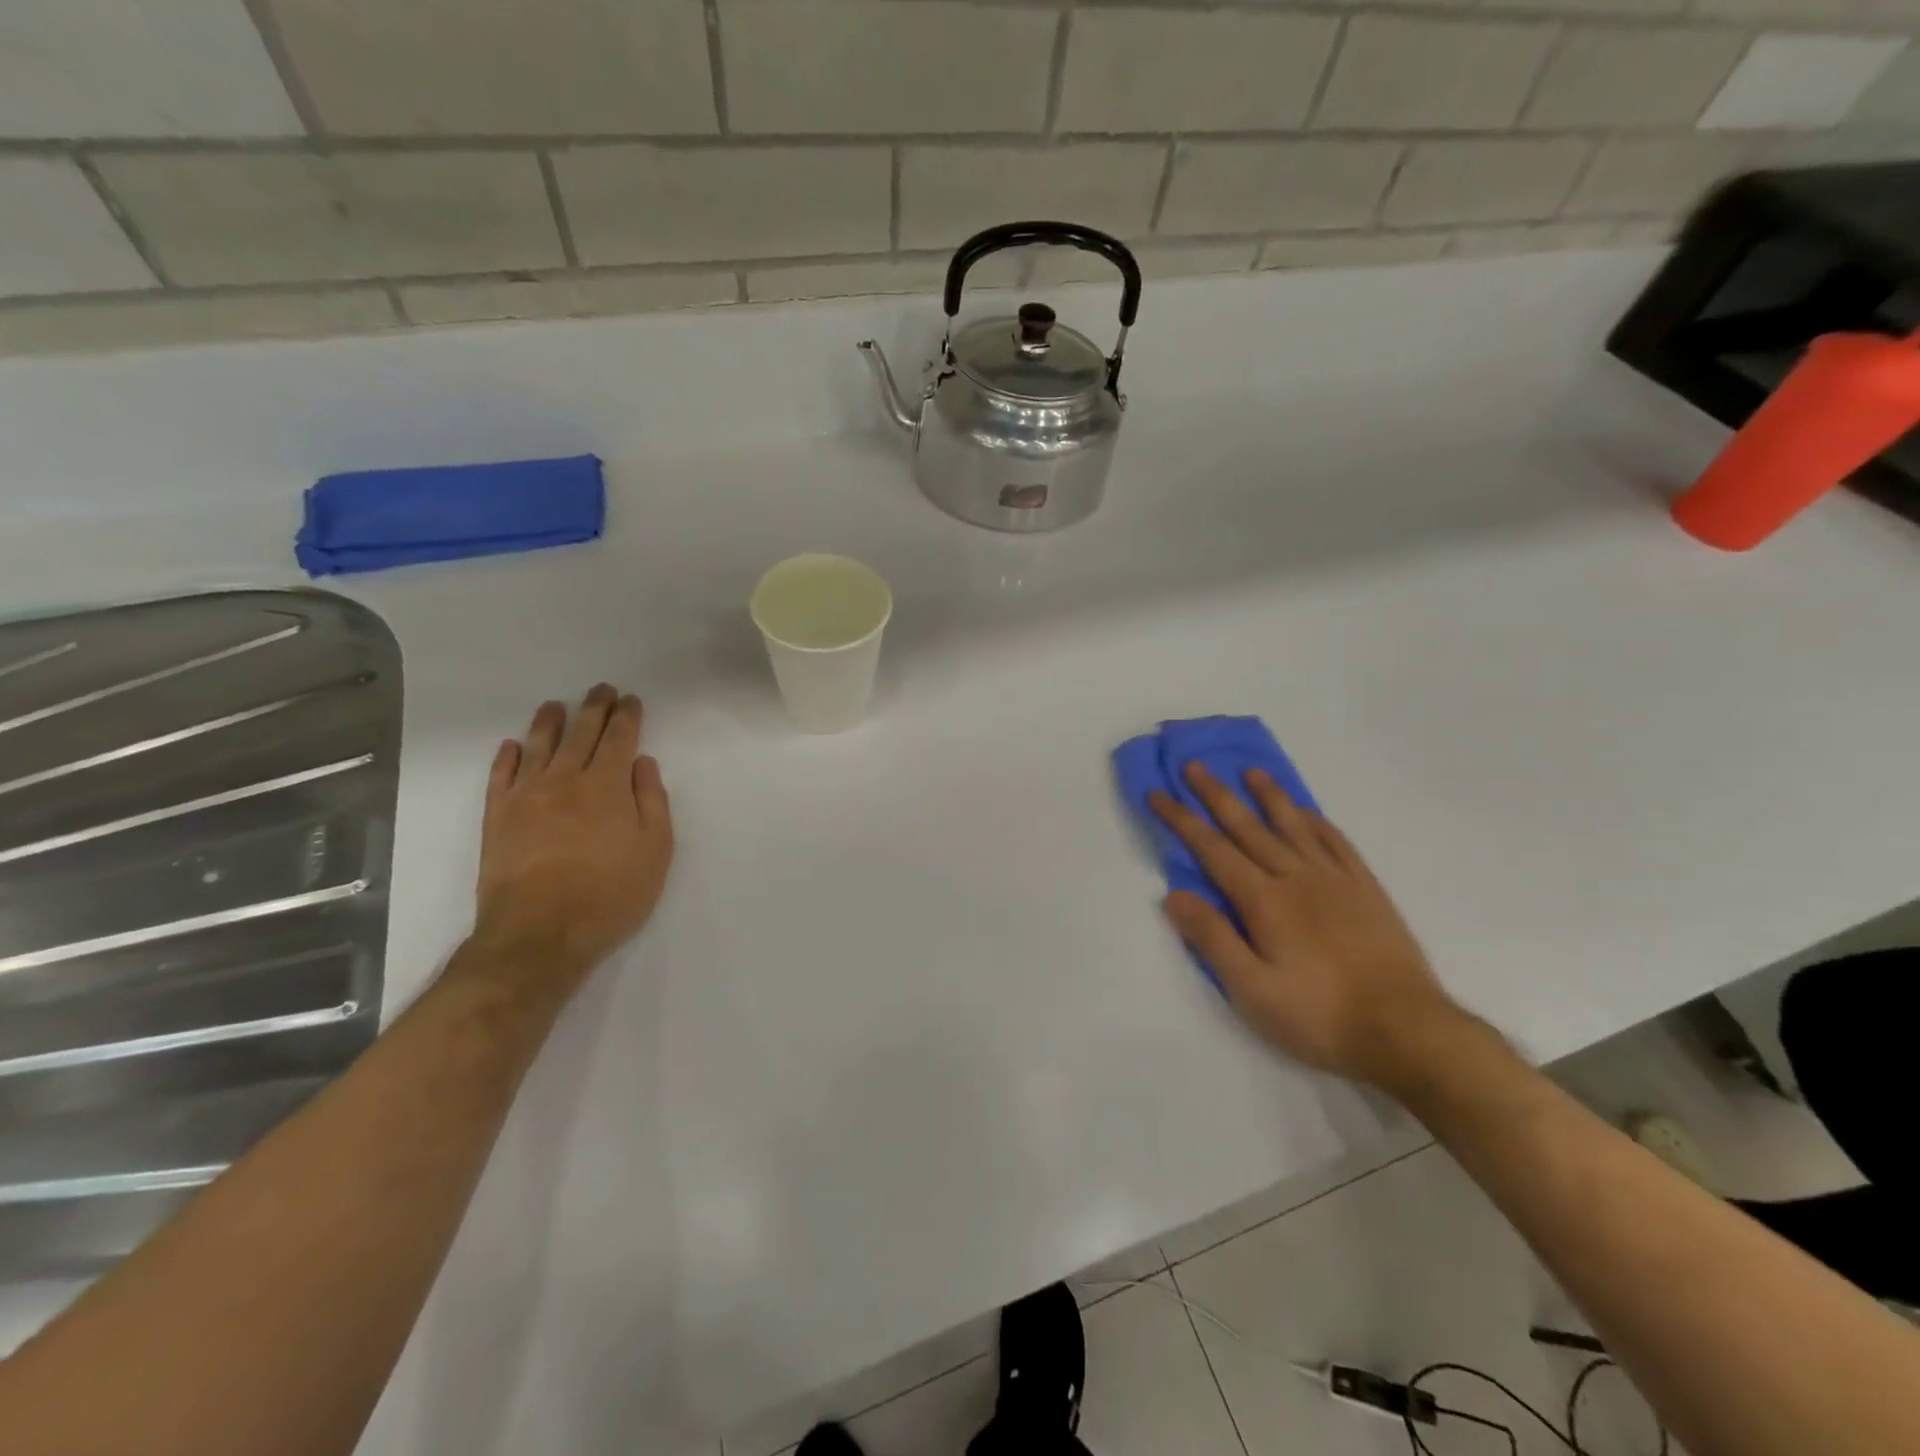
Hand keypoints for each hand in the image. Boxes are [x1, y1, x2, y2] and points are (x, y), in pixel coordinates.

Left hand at [470, 685, 674, 987]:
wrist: (539, 934)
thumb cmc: (610, 895)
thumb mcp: (655, 851)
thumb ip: (652, 802)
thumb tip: (643, 764)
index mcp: (608, 786)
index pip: (619, 739)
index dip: (627, 716)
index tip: (631, 700)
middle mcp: (566, 780)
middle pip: (581, 734)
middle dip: (594, 708)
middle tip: (601, 689)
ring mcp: (526, 797)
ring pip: (539, 746)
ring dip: (550, 722)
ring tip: (555, 706)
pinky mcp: (497, 818)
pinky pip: (501, 776)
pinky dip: (508, 757)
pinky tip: (513, 747)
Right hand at [1151, 764, 1468, 1088]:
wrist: (1406, 1030)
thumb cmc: (1319, 1015)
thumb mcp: (1252, 990)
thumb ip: (1212, 938)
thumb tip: (1173, 895)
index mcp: (1264, 901)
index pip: (1212, 849)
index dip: (1181, 820)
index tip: (1158, 794)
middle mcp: (1296, 878)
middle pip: (1248, 827)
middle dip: (1216, 795)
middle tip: (1195, 766)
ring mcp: (1335, 880)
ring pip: (1294, 826)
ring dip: (1269, 796)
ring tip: (1251, 771)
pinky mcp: (1367, 891)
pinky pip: (1337, 843)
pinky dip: (1317, 822)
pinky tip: (1307, 813)